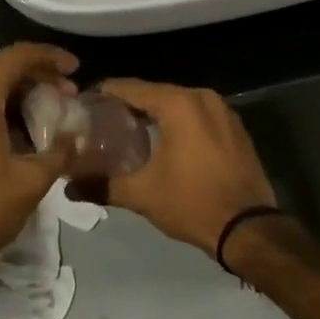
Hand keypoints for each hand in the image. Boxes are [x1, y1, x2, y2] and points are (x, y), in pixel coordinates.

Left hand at [0, 43, 78, 284]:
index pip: (18, 55)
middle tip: (69, 92)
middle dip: (39, 74)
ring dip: (21, 90)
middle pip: (3, 66)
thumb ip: (59, 151)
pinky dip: (3, 104)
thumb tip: (76, 136)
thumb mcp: (31, 180)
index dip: (50, 57)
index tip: (76, 69)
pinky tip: (25, 128)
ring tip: (52, 110)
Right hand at [96, 79, 275, 254]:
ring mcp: (222, 110)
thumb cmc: (193, 203)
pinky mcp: (235, 128)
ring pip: (177, 104)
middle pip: (154, 93)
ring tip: (128, 132)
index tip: (84, 104)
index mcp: (178, 103)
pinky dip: (178, 123)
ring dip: (154, 115)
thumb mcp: (142, 194)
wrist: (251, 230)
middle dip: (128, 106)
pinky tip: (163, 142)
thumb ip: (102, 184)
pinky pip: (197, 115)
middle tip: (101, 121)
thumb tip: (68, 186)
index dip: (105, 93)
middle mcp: (201, 96)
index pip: (131, 88)